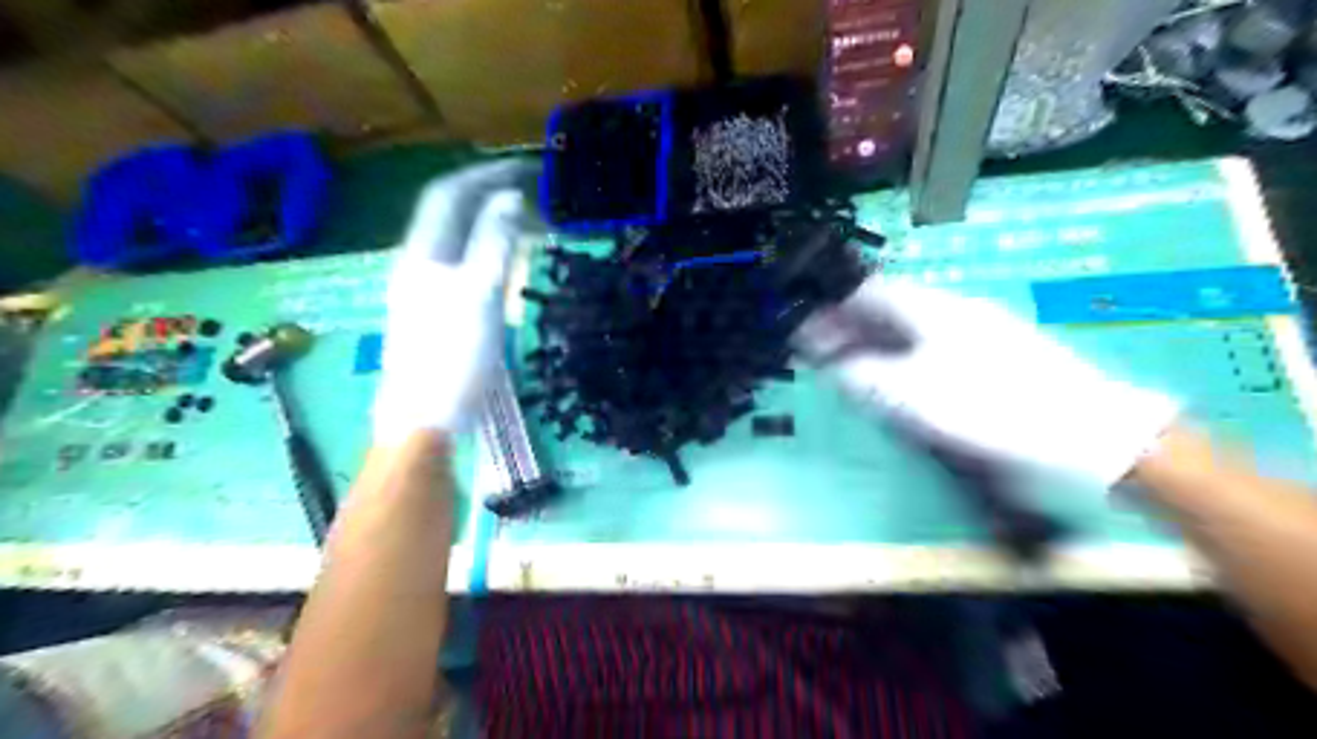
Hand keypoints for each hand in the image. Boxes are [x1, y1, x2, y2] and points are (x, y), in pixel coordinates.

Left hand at [372, 159, 535, 440]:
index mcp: (422, 253)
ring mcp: (423, 289)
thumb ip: (493, 242)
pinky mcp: (435, 313)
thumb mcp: (479, 294)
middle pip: (449, 214)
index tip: (524, 168)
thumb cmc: (453, 356)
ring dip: (488, 223)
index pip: (447, 194)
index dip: (483, 174)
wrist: (425, 417)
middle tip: (530, 191)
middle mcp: (417, 263)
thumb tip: (507, 198)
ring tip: (524, 220)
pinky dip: (487, 253)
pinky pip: (462, 266)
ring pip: (456, 241)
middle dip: (486, 195)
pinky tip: (505, 264)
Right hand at [798, 277, 1178, 485]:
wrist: (1086, 430)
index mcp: (931, 309)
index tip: (807, 319)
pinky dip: (905, 352)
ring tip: (854, 360)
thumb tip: (830, 360)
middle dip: (852, 322)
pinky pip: (933, 341)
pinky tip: (903, 373)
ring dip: (877, 338)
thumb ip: (865, 375)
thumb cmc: (991, 407)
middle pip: (889, 306)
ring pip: (911, 324)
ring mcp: (978, 327)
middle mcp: (952, 308)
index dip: (834, 302)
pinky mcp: (994, 351)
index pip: (868, 290)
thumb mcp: (914, 396)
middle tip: (824, 346)